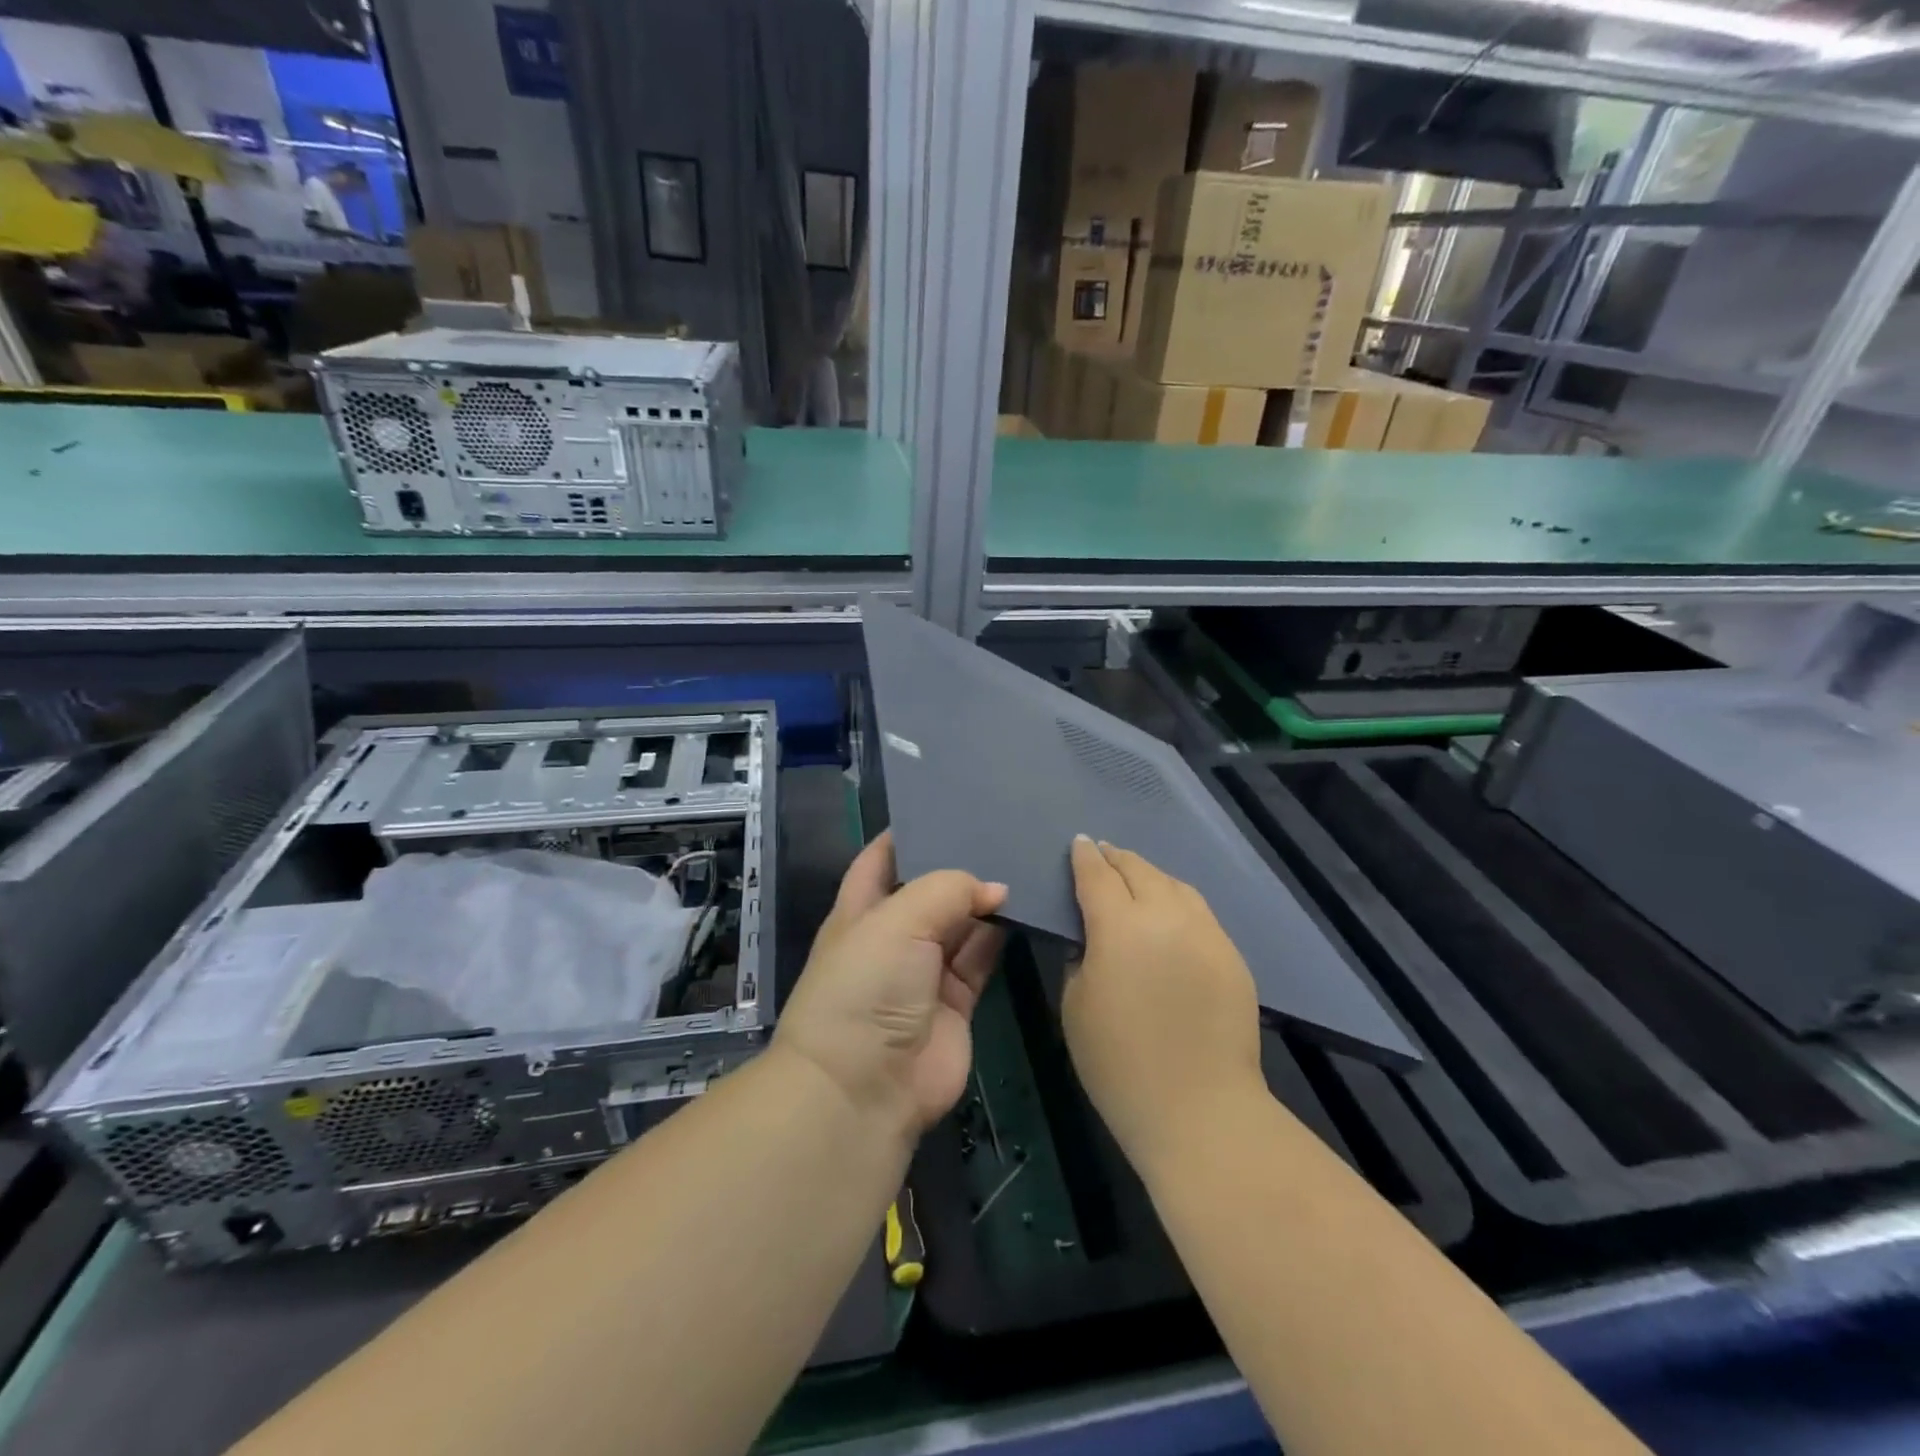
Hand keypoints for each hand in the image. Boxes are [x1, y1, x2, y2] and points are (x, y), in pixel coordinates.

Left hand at [775, 832, 1006, 1136]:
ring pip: (961, 923)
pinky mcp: (957, 1002)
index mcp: (860, 910)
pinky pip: (982, 958)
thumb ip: (948, 890)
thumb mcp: (897, 920)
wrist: (864, 1089)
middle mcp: (892, 936)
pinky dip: (1001, 936)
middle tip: (1003, 827)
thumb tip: (995, 888)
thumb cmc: (866, 986)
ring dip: (986, 899)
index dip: (907, 832)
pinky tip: (1027, 907)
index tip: (946, 804)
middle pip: (928, 889)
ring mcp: (925, 971)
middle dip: (959, 864)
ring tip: (1024, 859)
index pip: (881, 859)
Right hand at [1062, 836, 1264, 1166]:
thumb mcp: (1075, 1005)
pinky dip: (1177, 901)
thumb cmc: (1120, 1063)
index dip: (1084, 856)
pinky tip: (1170, 915)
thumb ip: (1080, 958)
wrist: (1200, 1109)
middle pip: (1140, 870)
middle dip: (1117, 858)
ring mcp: (1206, 933)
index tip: (1078, 843)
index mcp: (1120, 925)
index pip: (1097, 875)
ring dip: (1150, 875)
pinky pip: (1199, 913)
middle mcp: (1167, 915)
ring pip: (1176, 885)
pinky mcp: (1232, 956)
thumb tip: (1091, 939)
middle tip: (1102, 854)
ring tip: (1136, 878)